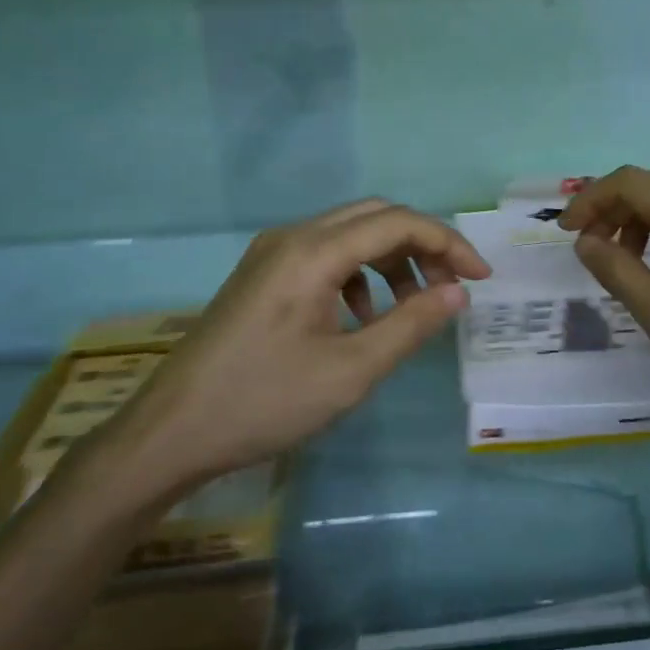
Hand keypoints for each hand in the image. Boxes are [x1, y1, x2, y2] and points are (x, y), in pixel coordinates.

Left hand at [100, 200, 490, 507]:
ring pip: (350, 233)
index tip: (480, 279)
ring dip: (391, 259)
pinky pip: (325, 253)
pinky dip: (358, 273)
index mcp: (314, 252)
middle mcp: (293, 236)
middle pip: (376, 216)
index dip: (448, 243)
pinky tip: (361, 316)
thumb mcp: (350, 372)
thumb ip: (410, 325)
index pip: (398, 222)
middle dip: (422, 245)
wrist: (170, 433)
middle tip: (450, 288)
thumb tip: (457, 293)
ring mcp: (272, 252)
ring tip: (410, 308)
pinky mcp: (262, 272)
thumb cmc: (263, 402)